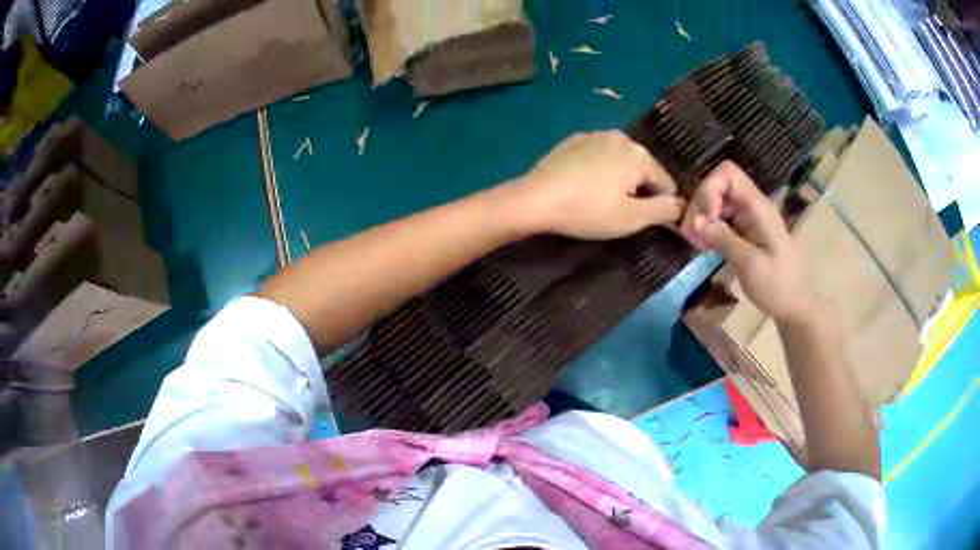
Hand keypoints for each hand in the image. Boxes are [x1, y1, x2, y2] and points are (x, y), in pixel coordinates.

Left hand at [511, 131, 684, 239]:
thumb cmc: (588, 210)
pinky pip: (599, 156)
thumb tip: (681, 205)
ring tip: (600, 200)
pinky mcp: (574, 140)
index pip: (666, 183)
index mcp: (640, 155)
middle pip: (643, 169)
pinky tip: (584, 186)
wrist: (536, 199)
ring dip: (619, 179)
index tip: (644, 221)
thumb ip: (664, 210)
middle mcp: (622, 137)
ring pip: (621, 161)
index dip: (660, 206)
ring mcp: (596, 135)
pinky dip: (599, 170)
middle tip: (618, 212)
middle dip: (639, 190)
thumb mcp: (632, 218)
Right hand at [679, 161, 816, 321]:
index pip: (727, 173)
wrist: (795, 306)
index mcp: (758, 207)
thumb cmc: (777, 286)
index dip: (710, 189)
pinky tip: (704, 246)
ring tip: (696, 243)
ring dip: (702, 218)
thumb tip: (696, 220)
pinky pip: (722, 219)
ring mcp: (748, 219)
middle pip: (718, 185)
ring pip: (717, 202)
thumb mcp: (750, 264)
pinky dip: (709, 229)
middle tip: (692, 235)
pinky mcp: (745, 232)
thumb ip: (724, 239)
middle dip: (701, 205)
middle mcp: (752, 206)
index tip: (707, 218)